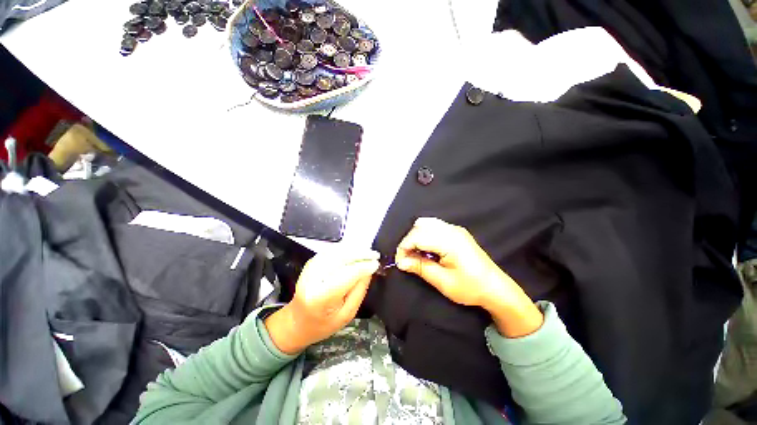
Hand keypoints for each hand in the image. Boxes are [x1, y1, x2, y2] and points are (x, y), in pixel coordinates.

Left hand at [265, 249, 378, 353]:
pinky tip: (355, 252)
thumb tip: (368, 270)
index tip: (376, 264)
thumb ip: (359, 291)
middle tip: (375, 255)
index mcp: (321, 296)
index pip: (347, 274)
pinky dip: (345, 249)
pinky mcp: (311, 262)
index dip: (364, 266)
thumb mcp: (347, 314)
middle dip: (361, 253)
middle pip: (341, 257)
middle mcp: (313, 278)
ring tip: (367, 253)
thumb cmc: (323, 324)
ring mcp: (310, 268)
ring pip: (336, 251)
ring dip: (354, 249)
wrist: (297, 321)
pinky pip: (332, 251)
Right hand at [395, 217, 542, 337]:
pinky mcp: (457, 232)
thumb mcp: (443, 281)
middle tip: (407, 260)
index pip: (417, 236)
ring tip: (416, 254)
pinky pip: (434, 226)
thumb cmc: (470, 287)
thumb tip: (400, 262)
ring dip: (416, 237)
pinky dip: (425, 234)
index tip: (399, 262)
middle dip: (408, 242)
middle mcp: (452, 230)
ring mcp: (455, 229)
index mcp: (449, 241)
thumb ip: (420, 267)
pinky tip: (426, 248)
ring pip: (426, 224)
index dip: (404, 247)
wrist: (496, 288)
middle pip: (420, 227)